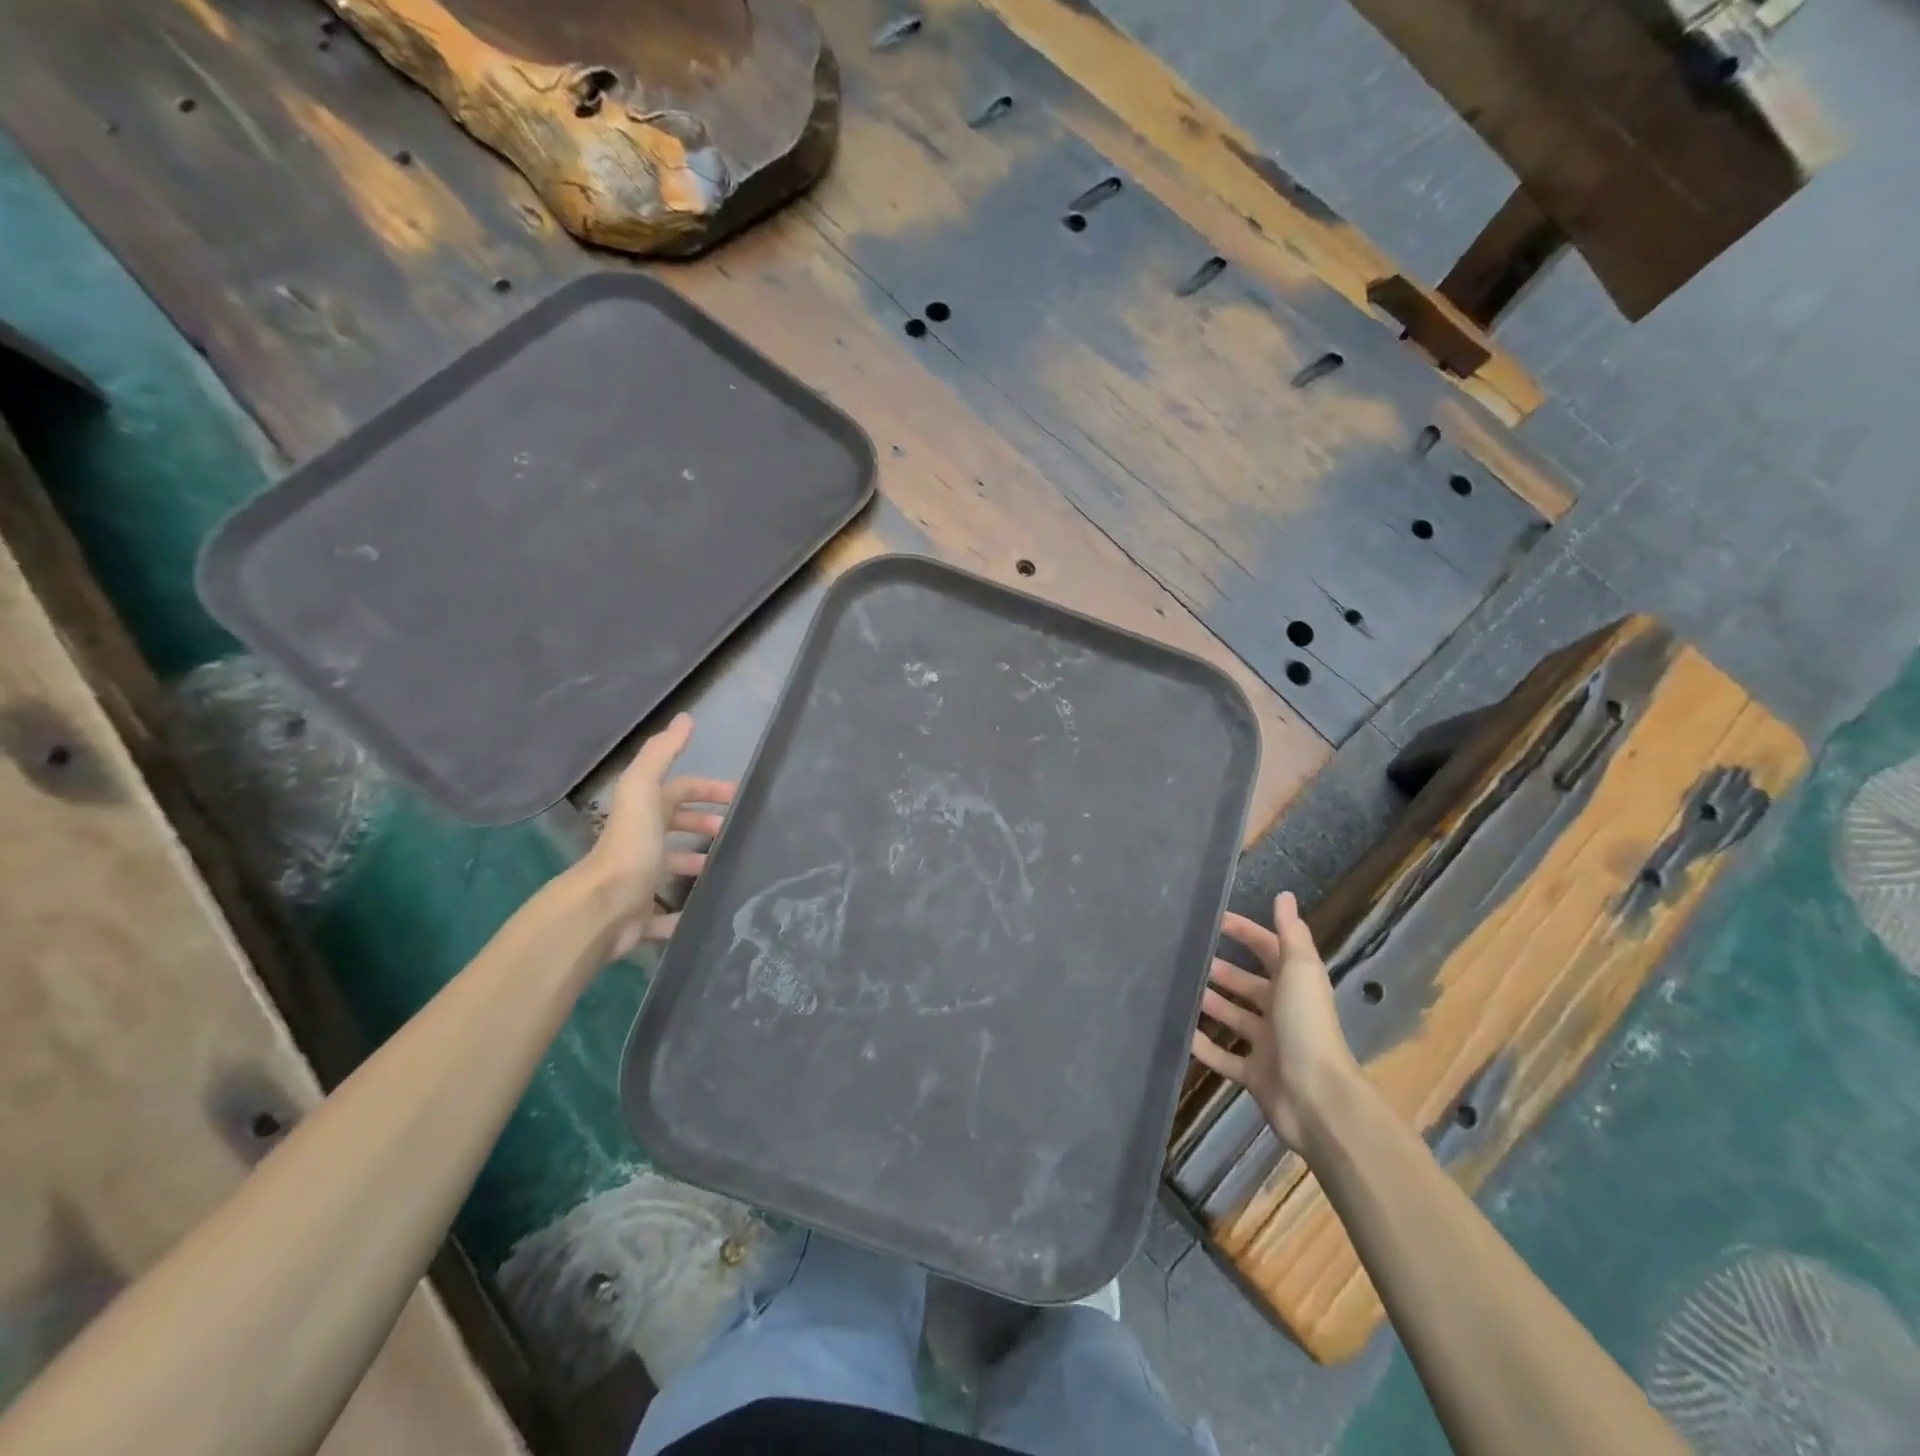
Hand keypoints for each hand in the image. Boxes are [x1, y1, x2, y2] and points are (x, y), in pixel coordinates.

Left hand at [578, 713, 734, 955]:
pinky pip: (666, 917)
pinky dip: (683, 913)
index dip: (708, 790)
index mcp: (643, 813)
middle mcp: (639, 844)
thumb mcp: (644, 790)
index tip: (739, 798)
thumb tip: (684, 718)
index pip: (680, 791)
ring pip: (670, 868)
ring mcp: (638, 881)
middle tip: (734, 834)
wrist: (602, 909)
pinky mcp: (640, 917)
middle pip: (675, 827)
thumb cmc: (630, 846)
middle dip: (704, 826)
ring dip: (696, 865)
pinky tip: (705, 911)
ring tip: (725, 869)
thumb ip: (661, 753)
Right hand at [1191, 891, 1360, 1147]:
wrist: (1317, 1099)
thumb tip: (1284, 894)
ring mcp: (1268, 1046)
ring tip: (1176, 989)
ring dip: (1210, 1004)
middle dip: (1221, 971)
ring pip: (1233, 1018)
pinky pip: (1223, 1057)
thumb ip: (1290, 934)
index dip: (1244, 933)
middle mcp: (1282, 1013)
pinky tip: (1179, 1032)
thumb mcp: (1300, 972)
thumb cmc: (1306, 1027)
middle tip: (1185, 957)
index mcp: (1296, 985)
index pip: (1268, 950)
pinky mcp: (1254, 1075)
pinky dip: (1203, 1046)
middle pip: (1247, 985)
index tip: (1212, 920)